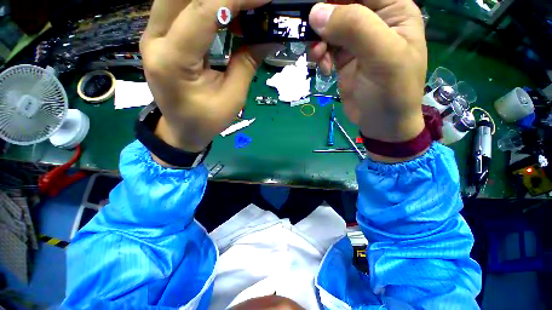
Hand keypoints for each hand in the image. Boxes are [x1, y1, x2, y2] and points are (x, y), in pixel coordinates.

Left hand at [140, 0, 272, 153]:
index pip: (204, 11)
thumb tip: (270, 37)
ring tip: (240, 9)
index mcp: (173, 60)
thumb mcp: (232, 97)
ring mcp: (152, 34)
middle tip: (250, 3)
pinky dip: (204, 4)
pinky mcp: (158, 35)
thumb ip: (248, 63)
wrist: (181, 129)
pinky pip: (179, 5)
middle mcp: (154, 39)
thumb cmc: (207, 120)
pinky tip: (225, 13)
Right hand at [309, 0, 426, 143]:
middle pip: (341, 6)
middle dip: (324, 20)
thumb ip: (354, 28)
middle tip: (313, 38)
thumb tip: (317, 13)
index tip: (315, 11)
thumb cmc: (391, 92)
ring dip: (319, 41)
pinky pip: (325, 48)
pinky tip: (324, 69)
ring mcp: (357, 41)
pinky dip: (320, 56)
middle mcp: (375, 21)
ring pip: (329, 28)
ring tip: (318, 57)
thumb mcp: (382, 57)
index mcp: (393, 10)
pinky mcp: (344, 59)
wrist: (381, 123)